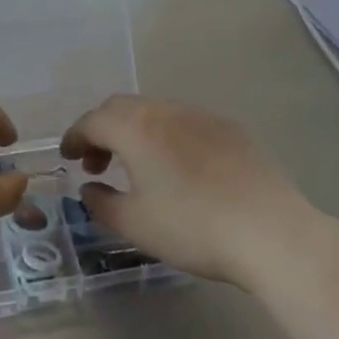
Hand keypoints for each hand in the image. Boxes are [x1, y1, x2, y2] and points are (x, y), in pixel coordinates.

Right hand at [60, 95, 315, 286]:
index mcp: (136, 127)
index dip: (74, 137)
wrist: (270, 231)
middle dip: (102, 130)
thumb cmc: (193, 227)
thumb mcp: (136, 225)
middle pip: (121, 108)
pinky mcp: (230, 128)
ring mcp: (201, 115)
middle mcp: (165, 110)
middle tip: (97, 164)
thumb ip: (102, 204)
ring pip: (154, 111)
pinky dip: (167, 136)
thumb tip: (89, 188)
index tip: (67, 157)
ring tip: (137, 166)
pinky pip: (185, 122)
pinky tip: (179, 168)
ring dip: (135, 131)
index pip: (92, 121)